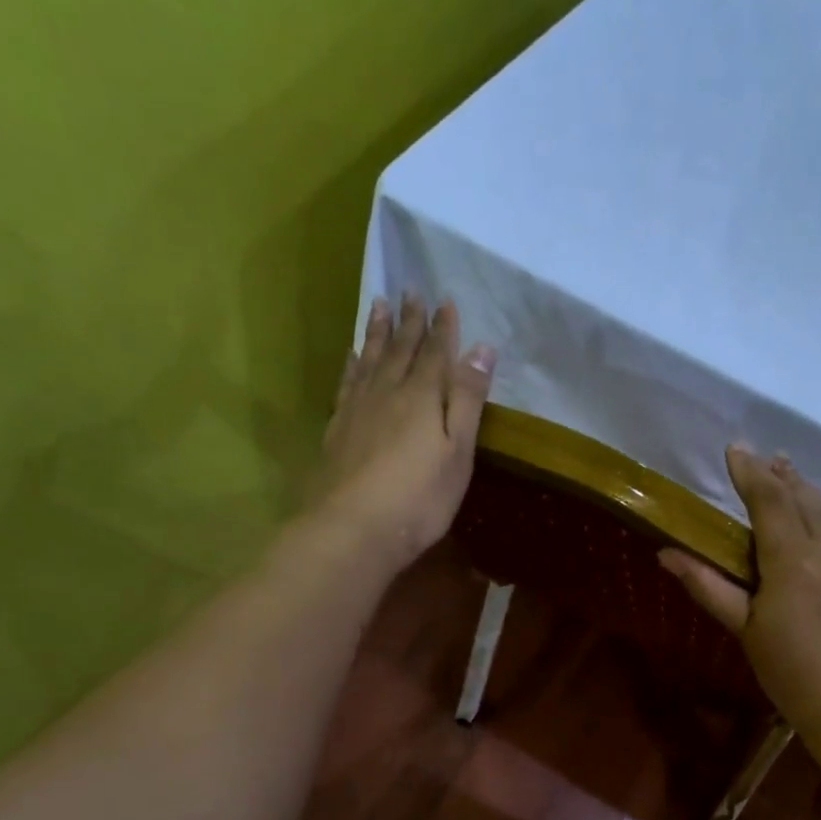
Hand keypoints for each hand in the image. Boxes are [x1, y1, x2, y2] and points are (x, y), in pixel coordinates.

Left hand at [314, 294, 495, 570]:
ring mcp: (357, 409)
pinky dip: (352, 364)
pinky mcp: (337, 428)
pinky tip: (352, 355)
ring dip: (378, 332)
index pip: (436, 353)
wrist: (353, 528)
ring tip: (379, 304)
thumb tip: (482, 348)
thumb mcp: (457, 452)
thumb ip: (467, 400)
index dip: (442, 327)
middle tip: (411, 291)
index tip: (444, 299)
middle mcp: (387, 392)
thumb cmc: (419, 498)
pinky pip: (347, 383)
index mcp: (422, 397)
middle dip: (410, 321)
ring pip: (370, 359)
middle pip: (401, 349)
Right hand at [661, 446, 820, 733]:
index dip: (749, 472)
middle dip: (781, 476)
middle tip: (765, 458)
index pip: (769, 500)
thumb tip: (667, 553)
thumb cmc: (792, 672)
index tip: (736, 449)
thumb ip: (708, 585)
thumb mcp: (745, 629)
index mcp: (793, 560)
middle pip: (804, 498)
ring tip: (791, 477)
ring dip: (809, 492)